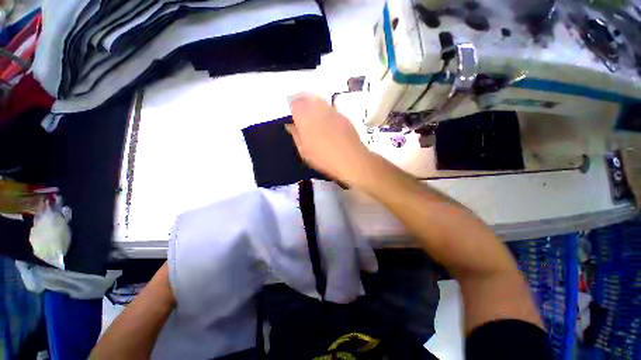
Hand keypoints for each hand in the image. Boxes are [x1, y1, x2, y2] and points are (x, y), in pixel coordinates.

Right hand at [286, 93, 371, 184]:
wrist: (351, 159)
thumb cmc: (323, 158)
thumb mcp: (304, 151)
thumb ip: (296, 135)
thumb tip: (290, 125)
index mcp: (305, 117)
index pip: (294, 102)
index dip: (291, 106)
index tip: (291, 113)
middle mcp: (319, 109)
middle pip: (307, 97)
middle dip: (302, 101)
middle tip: (300, 112)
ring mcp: (333, 111)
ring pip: (320, 100)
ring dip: (313, 105)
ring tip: (313, 117)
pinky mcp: (344, 116)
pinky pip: (331, 108)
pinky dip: (325, 111)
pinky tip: (327, 123)